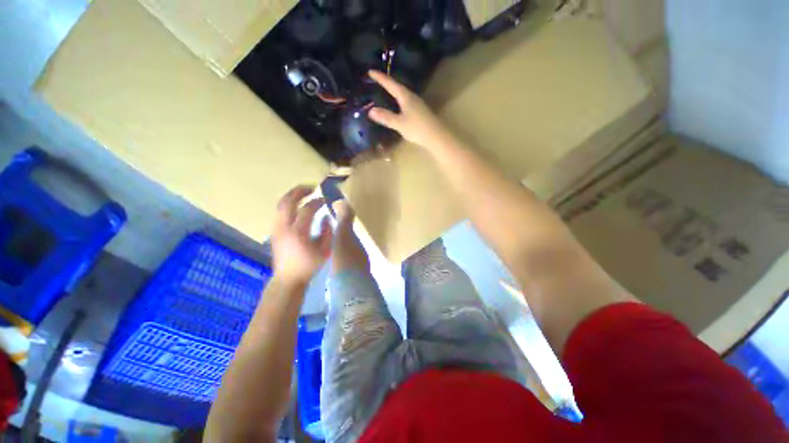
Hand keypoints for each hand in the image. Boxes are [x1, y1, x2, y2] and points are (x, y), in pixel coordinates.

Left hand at [271, 185, 332, 284]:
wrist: (288, 278)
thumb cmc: (309, 265)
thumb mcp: (324, 250)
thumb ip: (327, 231)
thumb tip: (327, 217)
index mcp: (299, 232)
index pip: (308, 209)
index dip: (317, 201)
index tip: (325, 200)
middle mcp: (284, 227)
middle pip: (288, 201)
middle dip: (300, 191)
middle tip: (311, 187)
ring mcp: (276, 228)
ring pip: (280, 204)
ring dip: (292, 195)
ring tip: (303, 192)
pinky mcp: (274, 231)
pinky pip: (279, 211)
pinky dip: (287, 203)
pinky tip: (296, 204)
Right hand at [367, 70, 451, 149]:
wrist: (436, 136)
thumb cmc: (417, 128)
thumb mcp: (400, 123)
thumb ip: (386, 117)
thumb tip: (370, 111)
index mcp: (405, 97)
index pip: (390, 84)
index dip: (380, 78)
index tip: (370, 71)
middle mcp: (411, 97)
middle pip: (397, 86)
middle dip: (386, 82)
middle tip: (376, 79)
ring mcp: (417, 103)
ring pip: (402, 93)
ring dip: (393, 90)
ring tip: (384, 90)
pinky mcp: (419, 111)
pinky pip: (405, 101)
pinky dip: (398, 99)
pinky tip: (396, 104)